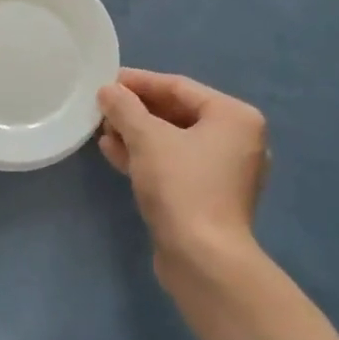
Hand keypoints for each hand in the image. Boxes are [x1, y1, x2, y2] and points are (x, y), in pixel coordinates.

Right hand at [98, 69, 269, 280]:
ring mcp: (224, 171)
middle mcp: (236, 140)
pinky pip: (174, 165)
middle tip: (101, 106)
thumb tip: (108, 91)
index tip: (106, 81)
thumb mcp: (147, 139)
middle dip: (136, 110)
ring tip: (102, 129)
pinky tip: (113, 152)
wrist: (202, 258)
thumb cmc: (181, 186)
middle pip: (177, 113)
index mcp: (234, 117)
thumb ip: (125, 108)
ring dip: (137, 134)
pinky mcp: (208, 197)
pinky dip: (146, 157)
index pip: (179, 87)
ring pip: (173, 141)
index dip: (139, 82)